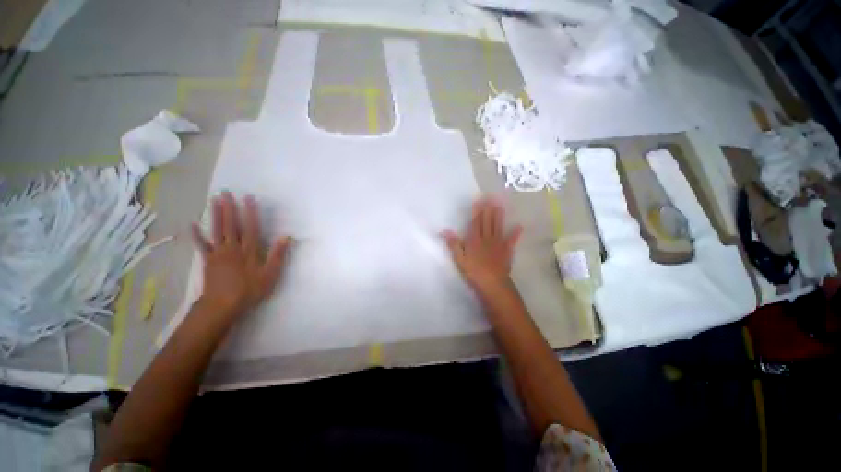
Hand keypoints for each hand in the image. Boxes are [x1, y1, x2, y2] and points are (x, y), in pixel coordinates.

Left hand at [191, 192, 290, 318]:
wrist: (222, 305)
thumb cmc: (249, 290)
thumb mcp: (270, 274)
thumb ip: (278, 255)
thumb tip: (286, 237)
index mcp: (249, 250)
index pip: (251, 227)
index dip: (250, 212)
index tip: (249, 198)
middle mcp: (232, 248)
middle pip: (231, 225)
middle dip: (229, 208)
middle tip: (226, 192)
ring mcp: (218, 253)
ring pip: (216, 230)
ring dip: (215, 214)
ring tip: (214, 200)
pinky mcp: (208, 261)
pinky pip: (202, 245)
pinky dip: (197, 235)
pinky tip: (192, 224)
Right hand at [443, 197, 522, 295]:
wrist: (492, 283)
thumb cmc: (473, 271)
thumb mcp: (459, 259)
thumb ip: (453, 243)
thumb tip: (445, 230)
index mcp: (474, 239)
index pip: (475, 222)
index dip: (477, 210)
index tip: (479, 200)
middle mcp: (487, 238)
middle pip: (487, 221)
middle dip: (488, 209)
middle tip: (491, 197)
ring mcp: (498, 243)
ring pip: (498, 226)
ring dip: (499, 215)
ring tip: (500, 205)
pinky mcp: (507, 250)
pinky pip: (512, 240)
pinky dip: (516, 233)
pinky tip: (519, 226)